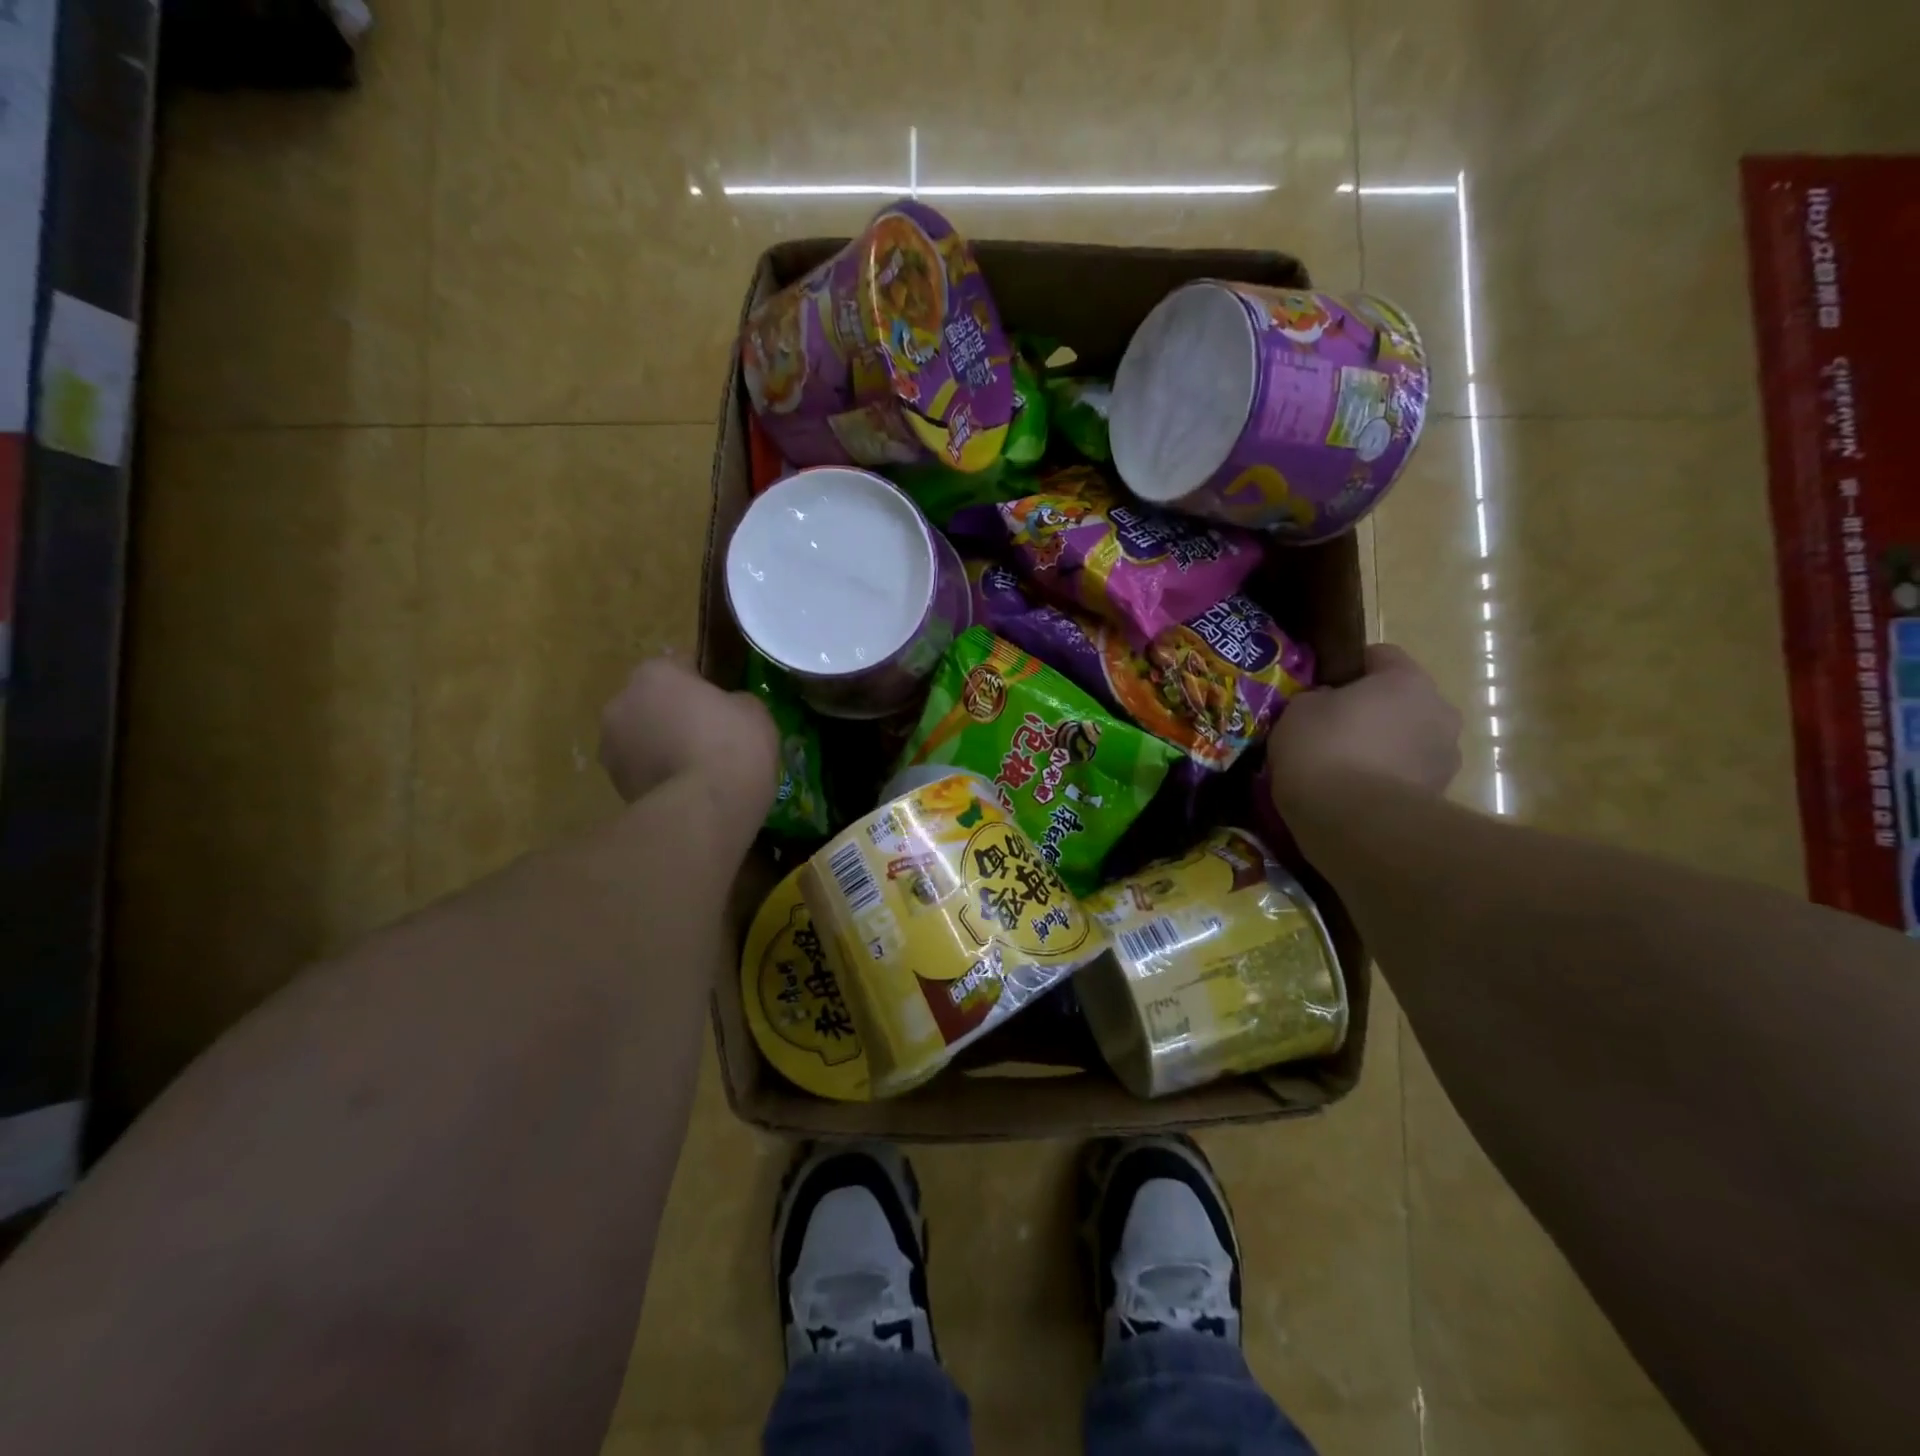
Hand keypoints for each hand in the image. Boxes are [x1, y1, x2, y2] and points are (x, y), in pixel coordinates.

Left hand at [599, 655, 777, 806]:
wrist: (705, 809)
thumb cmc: (733, 745)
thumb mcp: (754, 710)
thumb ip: (733, 700)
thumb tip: (726, 708)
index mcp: (654, 673)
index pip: (682, 664)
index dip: (707, 681)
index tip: (725, 701)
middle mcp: (621, 702)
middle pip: (655, 700)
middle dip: (677, 713)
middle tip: (712, 734)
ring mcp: (611, 746)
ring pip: (644, 736)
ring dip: (664, 744)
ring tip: (699, 767)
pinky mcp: (613, 785)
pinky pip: (643, 768)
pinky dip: (660, 774)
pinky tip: (689, 789)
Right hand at [1268, 644, 1462, 809]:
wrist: (1355, 821)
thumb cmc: (1323, 750)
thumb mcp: (1298, 711)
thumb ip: (1317, 698)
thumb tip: (1328, 703)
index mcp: (1406, 679)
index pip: (1380, 655)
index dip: (1348, 668)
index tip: (1322, 687)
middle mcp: (1439, 710)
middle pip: (1401, 700)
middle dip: (1372, 711)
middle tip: (1331, 730)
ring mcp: (1445, 756)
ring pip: (1408, 739)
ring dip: (1383, 747)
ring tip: (1343, 769)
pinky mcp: (1440, 795)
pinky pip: (1408, 775)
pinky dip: (1387, 779)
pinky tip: (1354, 794)